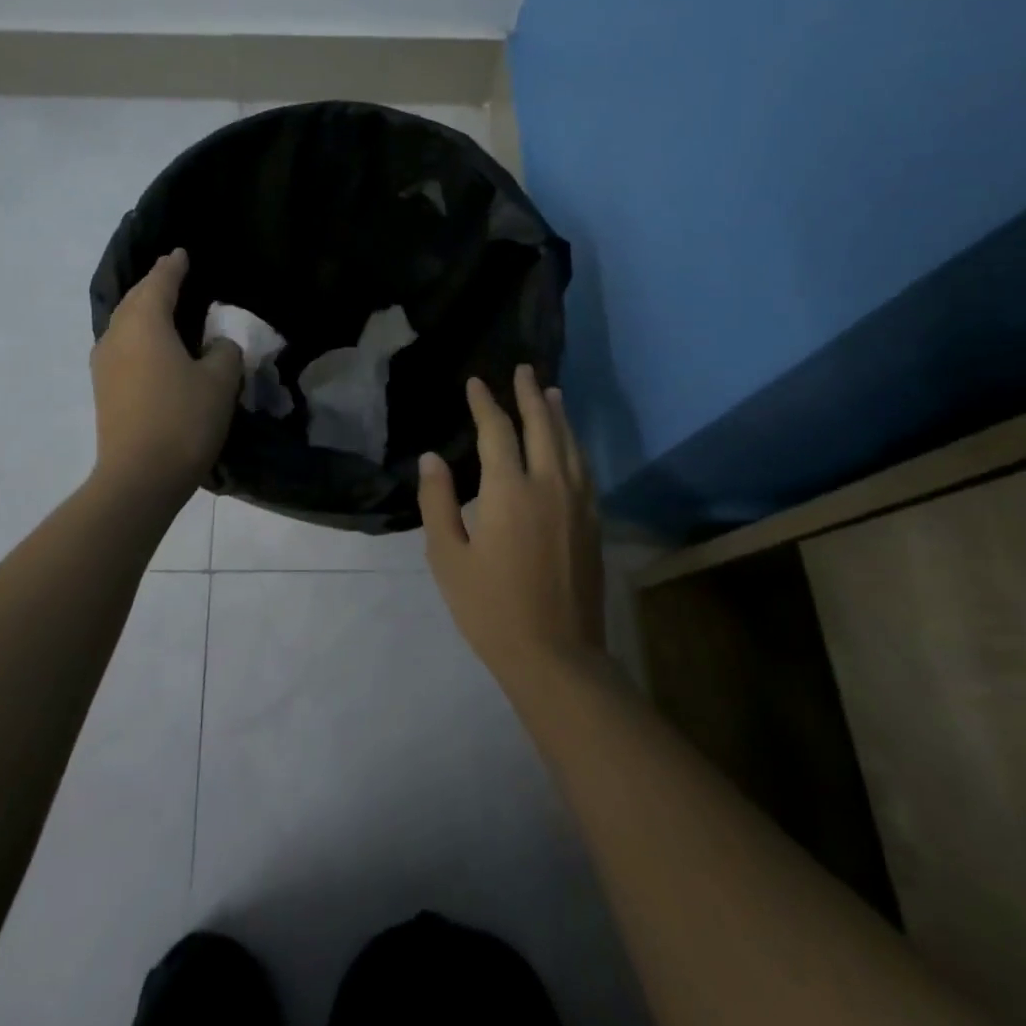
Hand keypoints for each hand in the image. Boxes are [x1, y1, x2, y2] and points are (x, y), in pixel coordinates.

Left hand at [90, 249, 242, 501]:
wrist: (139, 478)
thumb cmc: (183, 420)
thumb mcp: (220, 381)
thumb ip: (224, 351)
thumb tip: (215, 345)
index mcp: (144, 323)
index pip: (160, 282)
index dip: (173, 266)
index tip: (182, 253)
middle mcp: (117, 334)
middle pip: (136, 299)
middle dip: (155, 284)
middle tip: (175, 274)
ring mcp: (104, 363)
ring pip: (126, 323)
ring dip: (145, 311)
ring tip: (167, 308)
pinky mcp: (104, 388)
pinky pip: (123, 346)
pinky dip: (140, 335)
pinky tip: (156, 346)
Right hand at [418, 365, 605, 685]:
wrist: (556, 655)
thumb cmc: (491, 608)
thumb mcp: (448, 557)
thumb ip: (438, 502)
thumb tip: (432, 457)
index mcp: (509, 491)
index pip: (498, 431)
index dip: (485, 403)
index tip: (476, 382)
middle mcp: (549, 485)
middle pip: (542, 426)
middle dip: (530, 395)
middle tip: (523, 370)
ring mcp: (577, 503)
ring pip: (570, 444)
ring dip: (559, 415)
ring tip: (552, 392)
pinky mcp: (593, 523)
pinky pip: (584, 469)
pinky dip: (575, 445)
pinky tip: (571, 444)